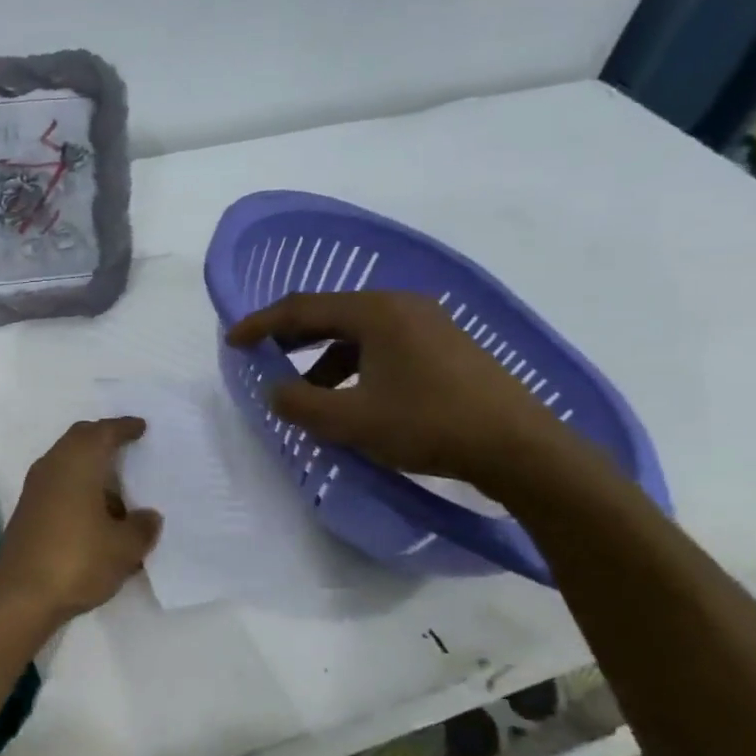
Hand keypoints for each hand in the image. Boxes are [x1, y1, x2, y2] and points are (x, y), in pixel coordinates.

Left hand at [0, 419, 162, 623]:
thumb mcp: (124, 547)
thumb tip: (148, 516)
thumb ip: (142, 527)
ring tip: (118, 488)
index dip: (124, 427)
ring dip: (90, 468)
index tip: (141, 427)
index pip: (103, 432)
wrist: (20, 597)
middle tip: (128, 446)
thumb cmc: (77, 559)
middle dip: (103, 439)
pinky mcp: (28, 512)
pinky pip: (59, 485)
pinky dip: (79, 488)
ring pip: (67, 463)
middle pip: (80, 440)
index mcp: (78, 461)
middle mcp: (53, 466)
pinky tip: (96, 514)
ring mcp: (35, 489)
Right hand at [225, 291, 578, 492]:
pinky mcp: (447, 347)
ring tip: (308, 391)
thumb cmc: (430, 425)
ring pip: (359, 332)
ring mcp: (430, 324)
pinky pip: (385, 345)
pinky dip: (356, 364)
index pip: (303, 308)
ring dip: (325, 357)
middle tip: (262, 355)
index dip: (261, 324)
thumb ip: (301, 405)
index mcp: (377, 312)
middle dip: (292, 336)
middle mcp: (402, 306)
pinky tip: (355, 397)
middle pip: (331, 313)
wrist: (522, 449)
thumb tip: (275, 391)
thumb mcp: (353, 421)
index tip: (232, 341)